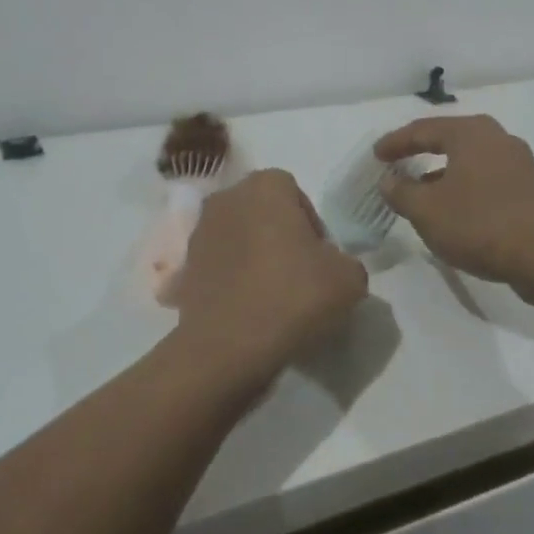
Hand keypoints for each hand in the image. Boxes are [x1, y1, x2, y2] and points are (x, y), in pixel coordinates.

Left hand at [169, 170, 367, 393]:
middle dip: (280, 234)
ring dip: (254, 255)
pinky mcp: (184, 268)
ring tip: (273, 295)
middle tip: (300, 273)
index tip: (320, 257)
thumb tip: (331, 266)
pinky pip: (219, 267)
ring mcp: (199, 233)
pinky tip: (248, 308)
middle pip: (263, 211)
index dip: (311, 223)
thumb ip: (345, 260)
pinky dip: (232, 280)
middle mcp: (227, 198)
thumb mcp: (349, 278)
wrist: (229, 347)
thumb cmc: (293, 296)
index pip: (295, 192)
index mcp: (265, 186)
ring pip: (238, 237)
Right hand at [375, 114, 533, 295]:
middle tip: (398, 162)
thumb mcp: (428, 211)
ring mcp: (518, 161)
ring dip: (442, 172)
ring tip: (421, 190)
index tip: (376, 156)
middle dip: (420, 151)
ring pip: (468, 159)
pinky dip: (464, 185)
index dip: (394, 143)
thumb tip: (388, 180)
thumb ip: (401, 192)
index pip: (422, 130)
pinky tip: (454, 208)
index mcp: (470, 132)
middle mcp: (496, 137)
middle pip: (448, 139)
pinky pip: (486, 177)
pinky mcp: (530, 187)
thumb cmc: (481, 224)